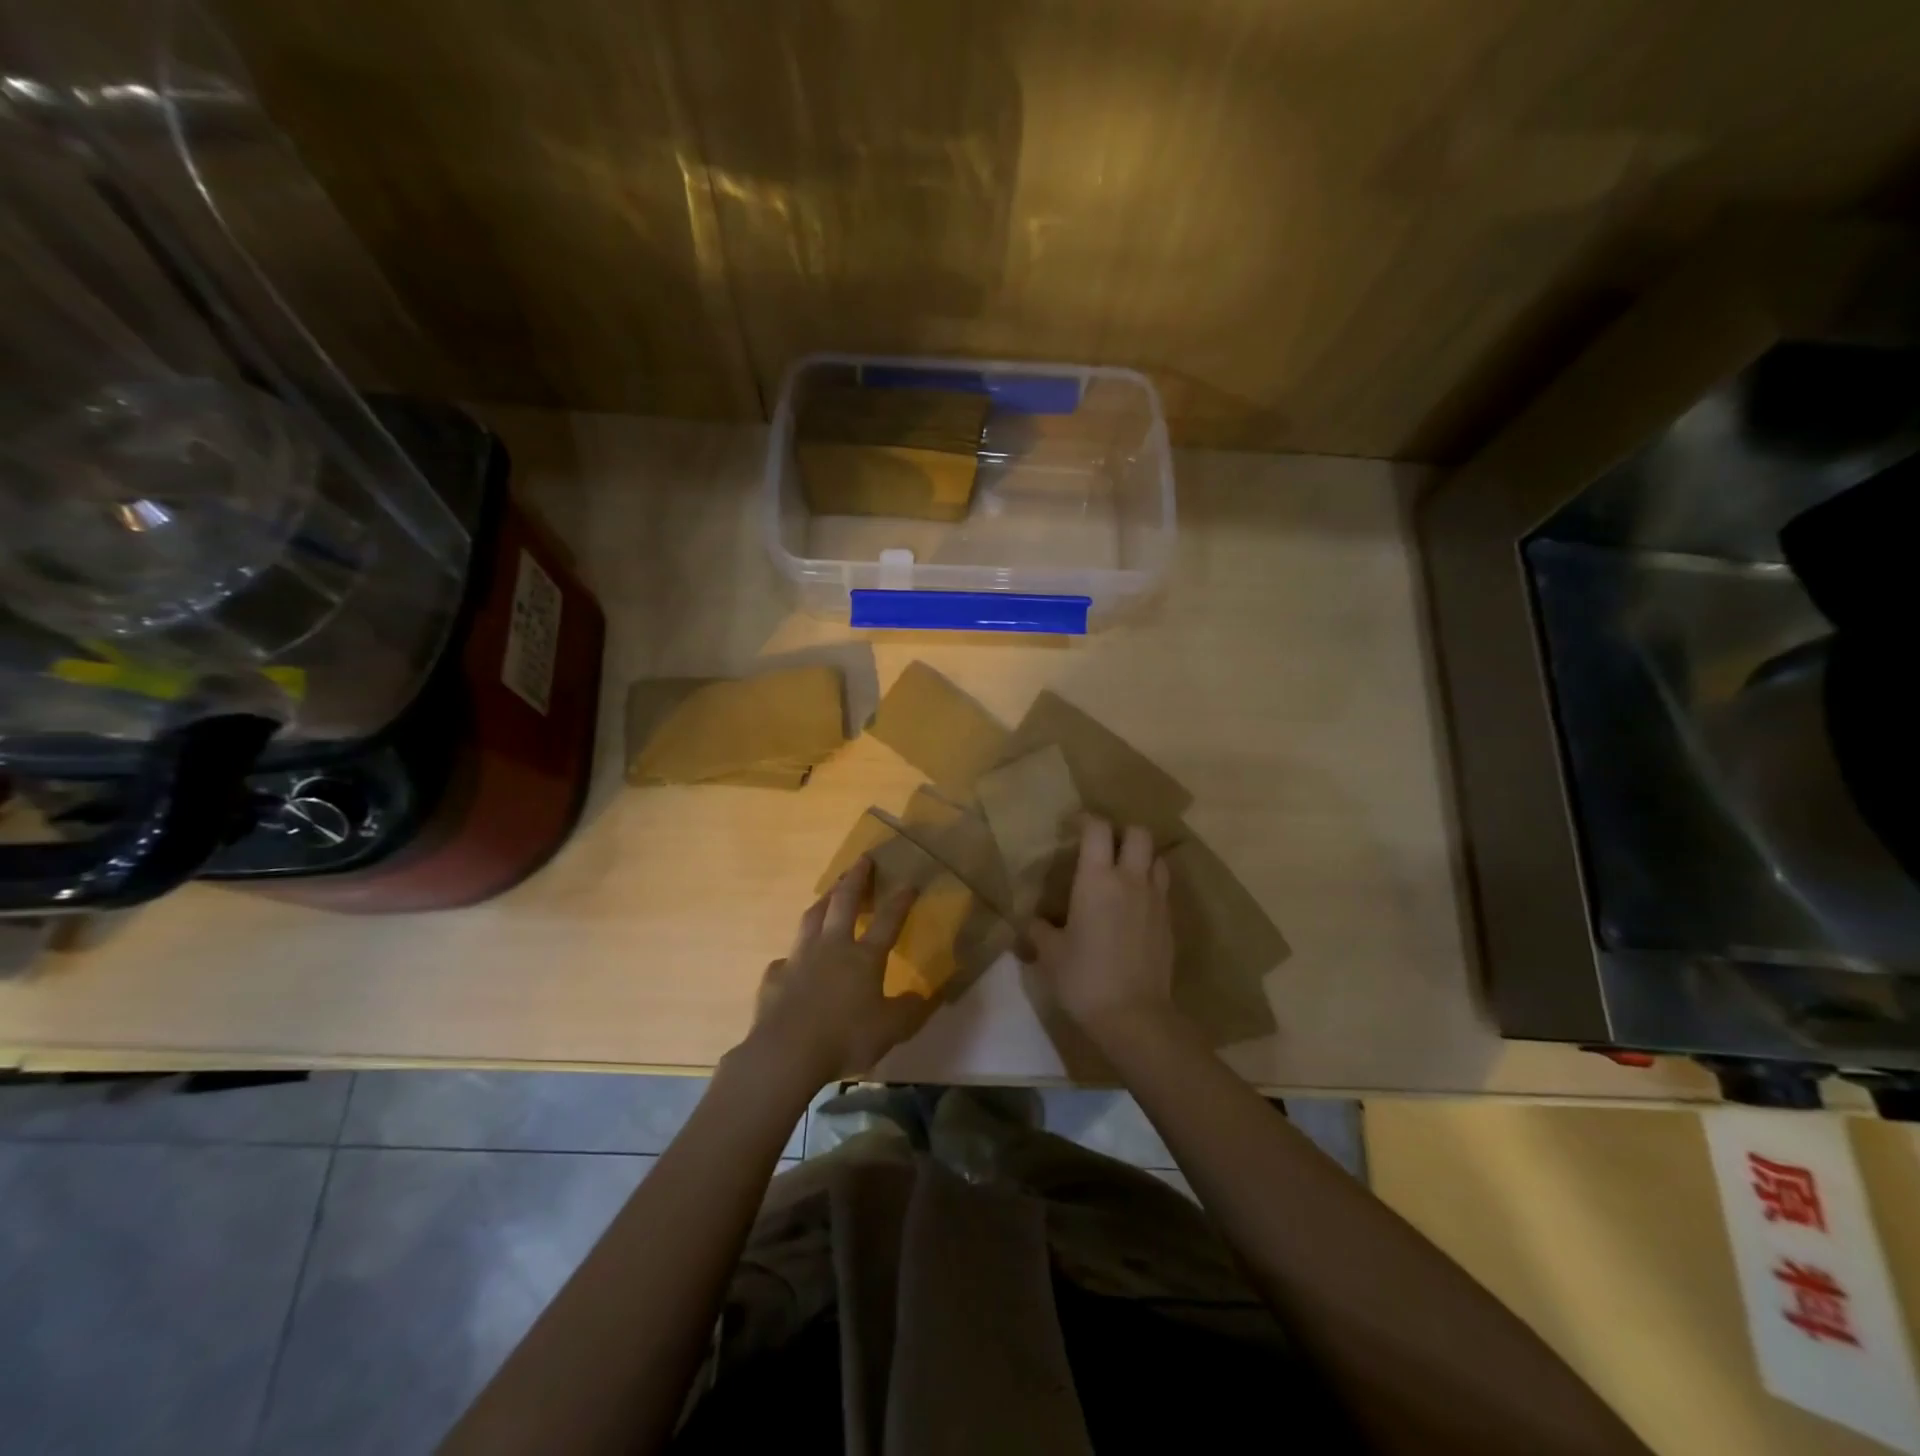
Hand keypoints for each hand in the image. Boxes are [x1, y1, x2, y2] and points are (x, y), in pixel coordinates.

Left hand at [746, 858, 930, 1087]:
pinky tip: (792, 961)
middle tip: (862, 860)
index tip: (909, 881)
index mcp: (864, 957)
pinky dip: (792, 955)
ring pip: (812, 918)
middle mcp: (832, 947)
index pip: (887, 921)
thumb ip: (909, 1010)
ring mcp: (800, 958)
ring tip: (830, 891)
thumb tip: (923, 995)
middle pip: (844, 902)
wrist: (786, 1052)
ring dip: (824, 900)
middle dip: (855, 879)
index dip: (900, 901)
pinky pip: (785, 959)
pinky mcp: (775, 977)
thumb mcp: (891, 1030)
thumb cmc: (845, 1038)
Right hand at [1024, 817, 1175, 1041]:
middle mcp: (1131, 880)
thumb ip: (1038, 929)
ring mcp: (1156, 900)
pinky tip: (1134, 905)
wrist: (1134, 1017)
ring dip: (1141, 856)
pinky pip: (1162, 888)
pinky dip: (1150, 884)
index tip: (1072, 826)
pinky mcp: (1169, 922)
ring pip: (1157, 858)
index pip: (1098, 828)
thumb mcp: (1049, 953)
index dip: (1085, 819)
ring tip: (1123, 872)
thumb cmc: (1084, 979)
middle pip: (1138, 833)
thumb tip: (1032, 920)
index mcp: (1097, 879)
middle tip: (1103, 847)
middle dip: (1121, 832)